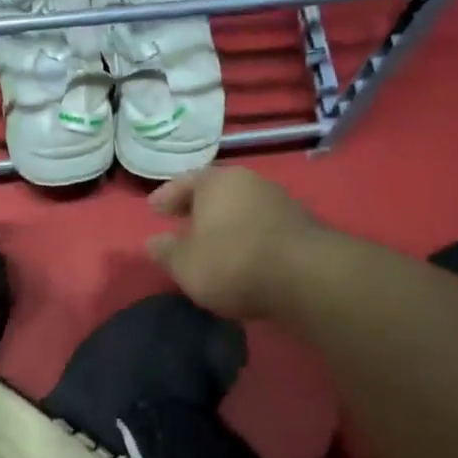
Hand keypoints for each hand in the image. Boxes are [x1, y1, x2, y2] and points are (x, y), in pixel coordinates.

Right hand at [146, 167, 317, 318]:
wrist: (305, 276)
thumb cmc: (232, 262)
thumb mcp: (185, 264)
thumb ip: (166, 252)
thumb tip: (153, 242)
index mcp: (217, 182)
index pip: (184, 182)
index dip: (166, 196)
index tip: (153, 209)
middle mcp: (250, 182)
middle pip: (216, 192)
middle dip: (197, 207)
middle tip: (180, 222)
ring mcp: (279, 201)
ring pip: (240, 207)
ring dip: (224, 222)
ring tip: (209, 242)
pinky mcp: (300, 225)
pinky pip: (260, 226)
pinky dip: (245, 236)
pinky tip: (239, 254)